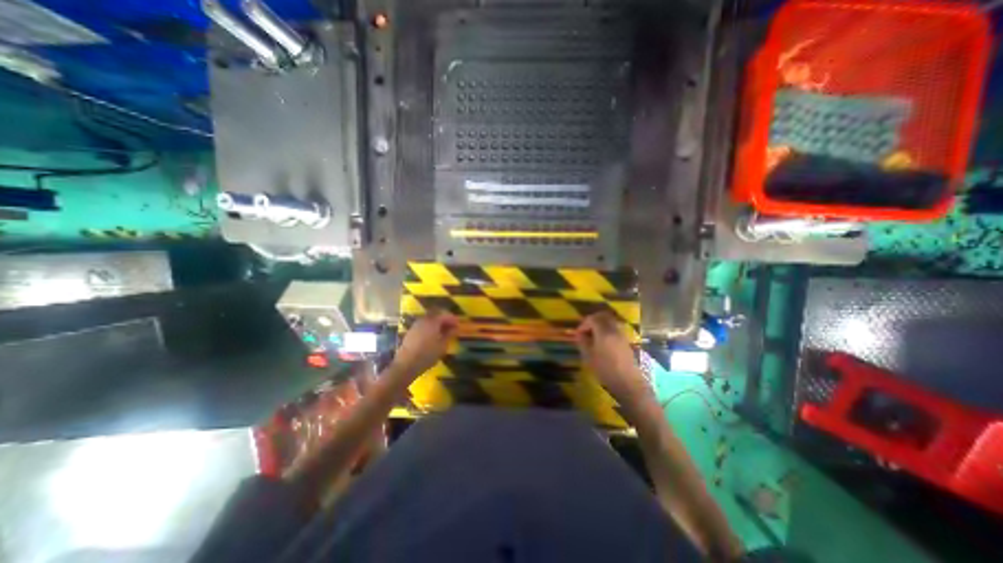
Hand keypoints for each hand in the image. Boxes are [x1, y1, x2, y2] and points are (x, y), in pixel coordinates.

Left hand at [394, 311, 459, 377]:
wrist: (406, 364)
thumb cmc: (427, 355)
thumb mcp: (442, 346)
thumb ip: (449, 334)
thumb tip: (455, 328)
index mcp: (433, 321)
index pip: (445, 315)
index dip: (453, 319)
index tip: (458, 325)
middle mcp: (424, 319)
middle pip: (436, 314)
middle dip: (445, 319)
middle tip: (451, 327)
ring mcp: (416, 325)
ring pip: (429, 319)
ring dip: (437, 323)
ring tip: (443, 332)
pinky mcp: (411, 331)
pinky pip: (423, 324)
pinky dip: (430, 327)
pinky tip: (433, 336)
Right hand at [571, 314, 650, 405]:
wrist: (628, 383)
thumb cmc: (606, 371)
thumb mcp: (589, 357)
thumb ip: (583, 342)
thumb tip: (579, 334)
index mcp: (604, 332)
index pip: (592, 319)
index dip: (583, 324)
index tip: (578, 334)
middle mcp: (614, 330)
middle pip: (603, 316)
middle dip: (592, 320)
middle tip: (585, 331)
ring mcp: (622, 334)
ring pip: (610, 321)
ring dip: (600, 324)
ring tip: (593, 337)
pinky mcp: (626, 341)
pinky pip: (615, 328)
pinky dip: (607, 330)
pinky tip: (602, 342)